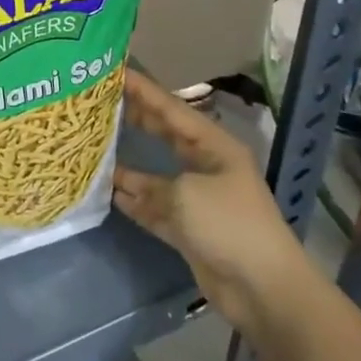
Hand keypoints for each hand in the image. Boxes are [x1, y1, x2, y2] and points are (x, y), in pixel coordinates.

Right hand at [111, 68, 294, 330]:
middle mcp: (207, 167)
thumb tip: (123, 184)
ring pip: (157, 176)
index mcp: (215, 147)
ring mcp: (199, 199)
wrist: (264, 289)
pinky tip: (111, 194)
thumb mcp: (185, 195)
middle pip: (166, 136)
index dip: (144, 91)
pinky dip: (136, 202)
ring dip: (129, 168)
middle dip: (136, 121)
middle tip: (101, 104)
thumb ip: (150, 184)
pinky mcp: (190, 229)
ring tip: (96, 149)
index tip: (116, 72)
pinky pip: (157, 208)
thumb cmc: (229, 225)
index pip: (172, 109)